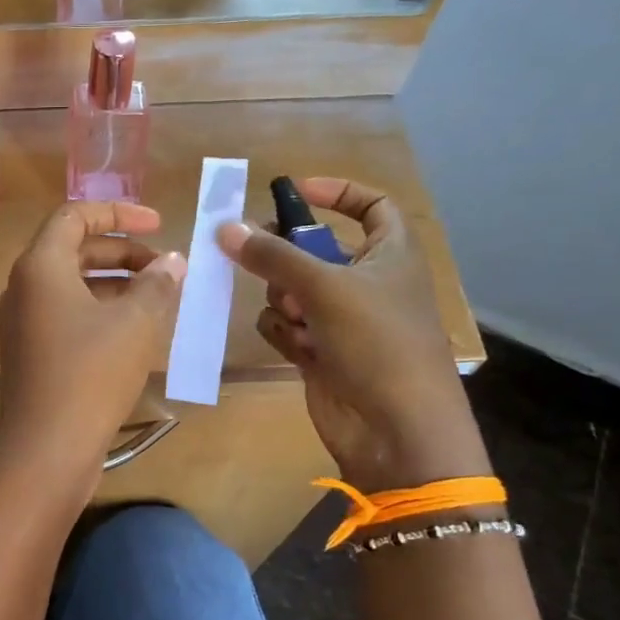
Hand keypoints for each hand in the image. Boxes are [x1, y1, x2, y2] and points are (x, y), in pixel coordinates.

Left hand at [0, 201, 185, 493]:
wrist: (46, 451)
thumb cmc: (91, 375)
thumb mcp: (135, 324)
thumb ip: (156, 284)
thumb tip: (172, 263)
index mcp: (39, 267)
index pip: (74, 216)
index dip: (119, 213)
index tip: (159, 224)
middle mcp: (23, 289)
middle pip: (74, 250)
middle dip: (123, 253)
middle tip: (166, 269)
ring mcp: (22, 324)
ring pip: (72, 286)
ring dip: (116, 285)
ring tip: (159, 300)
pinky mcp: (30, 354)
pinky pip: (67, 316)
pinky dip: (101, 313)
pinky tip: (135, 333)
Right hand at [217, 178, 488, 488]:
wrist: (395, 429)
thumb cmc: (377, 342)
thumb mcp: (325, 287)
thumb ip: (272, 255)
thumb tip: (225, 227)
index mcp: (391, 253)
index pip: (372, 205)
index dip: (338, 192)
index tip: (294, 191)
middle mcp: (368, 282)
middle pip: (316, 250)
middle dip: (289, 258)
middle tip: (262, 257)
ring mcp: (344, 320)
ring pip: (294, 290)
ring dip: (286, 301)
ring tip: (298, 318)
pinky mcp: (323, 352)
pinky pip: (288, 327)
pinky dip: (286, 333)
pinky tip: (298, 348)